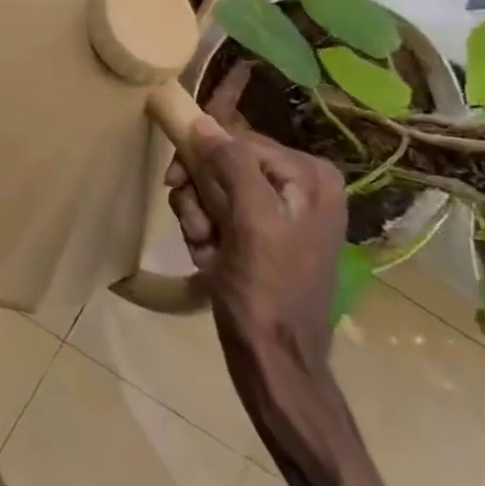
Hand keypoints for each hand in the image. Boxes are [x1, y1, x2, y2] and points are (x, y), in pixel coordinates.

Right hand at [166, 59, 347, 375]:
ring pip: (216, 190)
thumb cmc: (266, 291)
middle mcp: (302, 187)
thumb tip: (202, 122)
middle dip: (201, 196)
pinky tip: (211, 261)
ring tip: (206, 250)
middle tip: (199, 229)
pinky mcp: (265, 236)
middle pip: (225, 165)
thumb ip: (230, 165)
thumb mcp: (249, 222)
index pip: (238, 141)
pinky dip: (207, 235)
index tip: (173, 182)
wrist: (275, 363)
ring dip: (199, 218)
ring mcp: (283, 213)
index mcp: (311, 176)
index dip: (202, 159)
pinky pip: (220, 215)